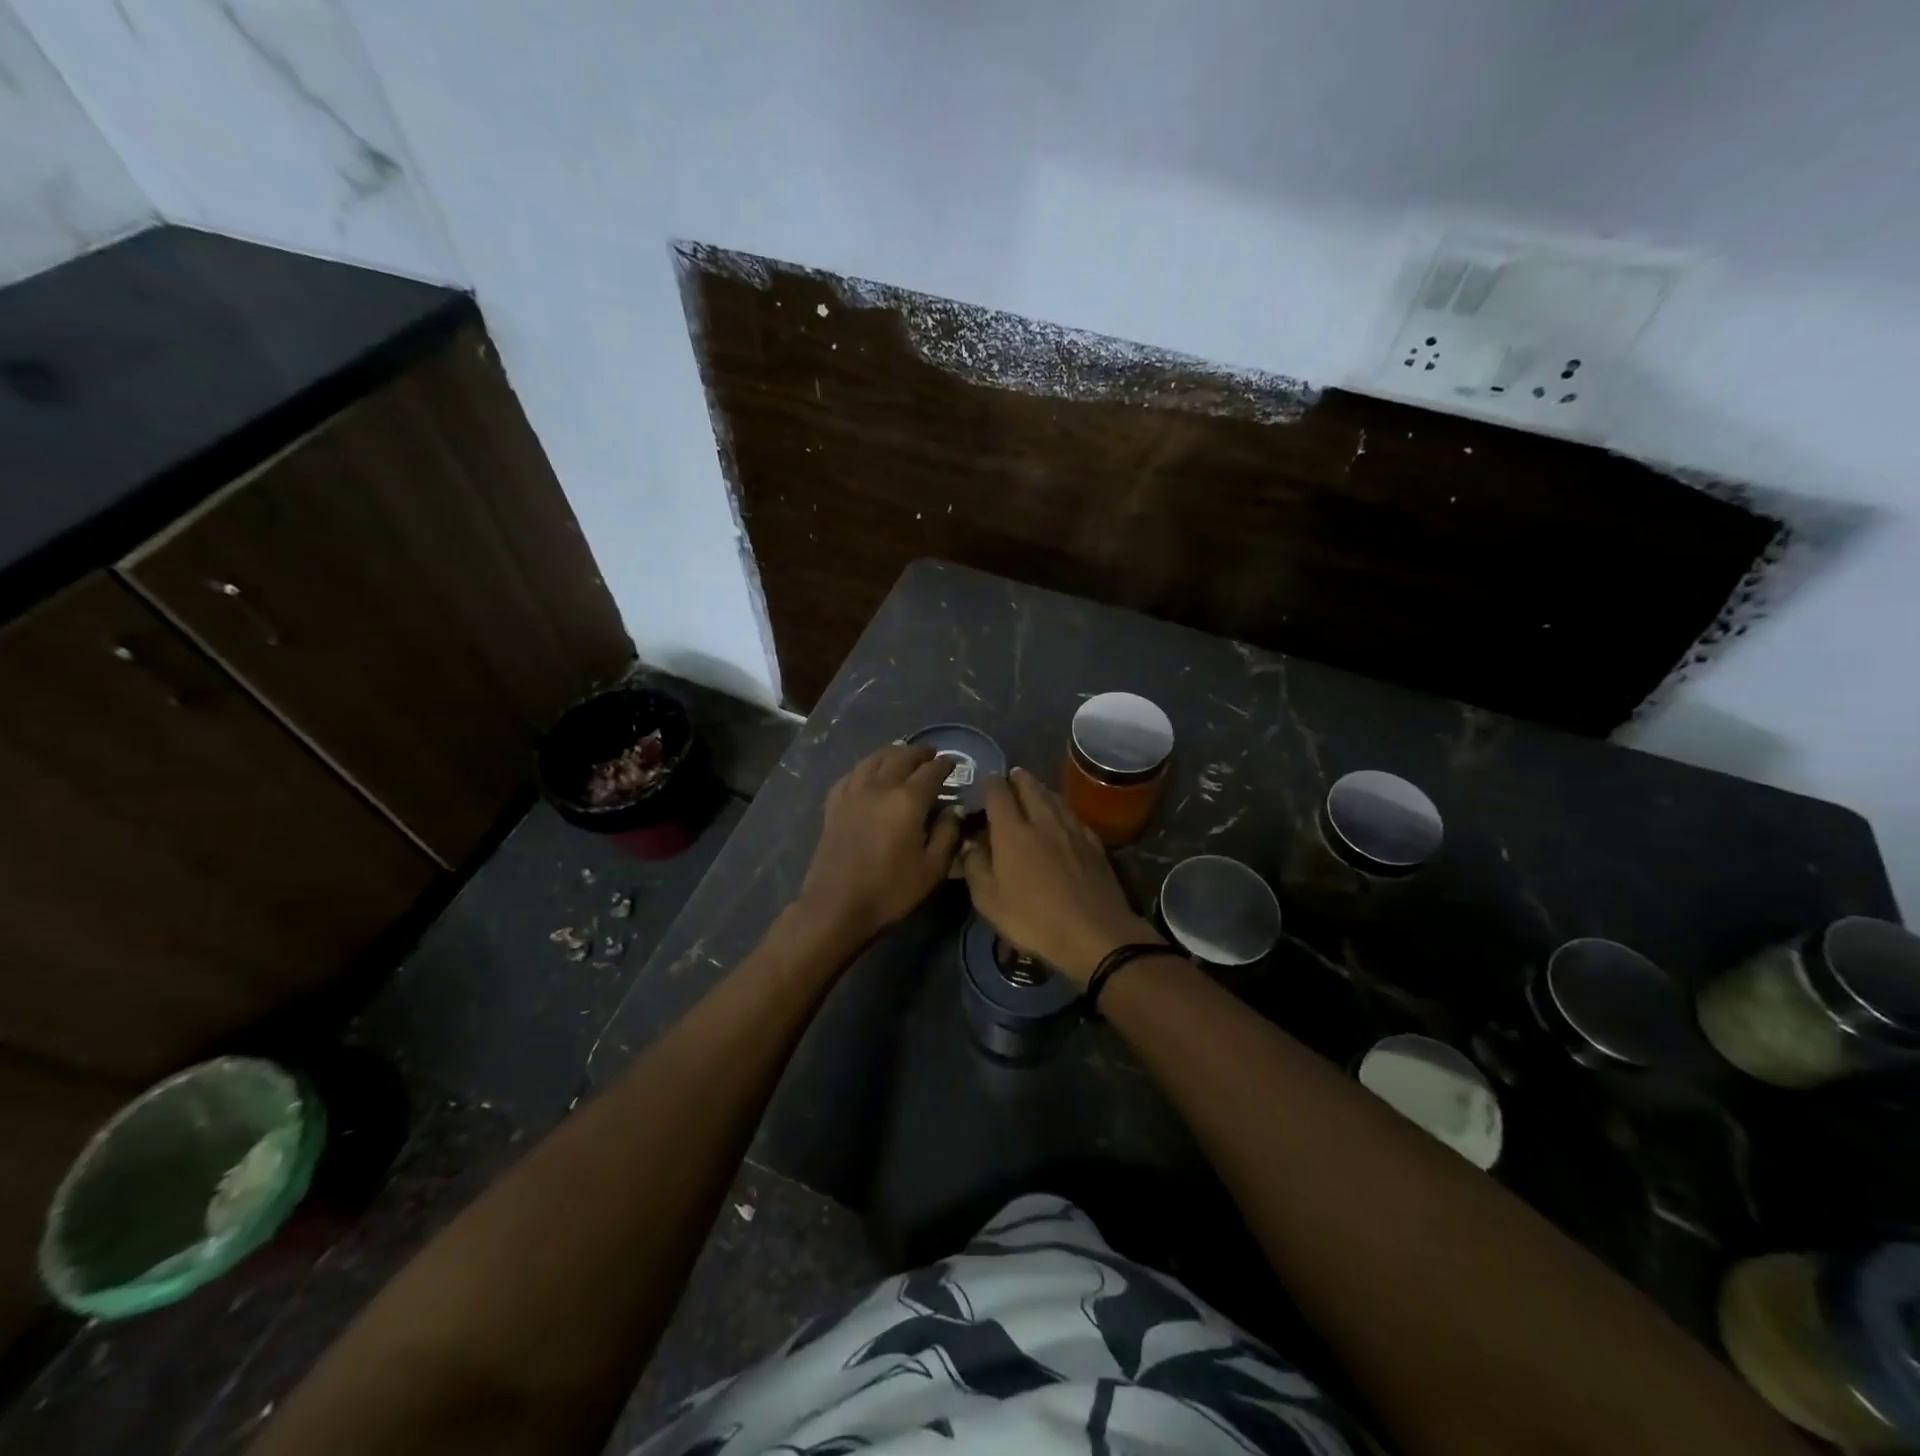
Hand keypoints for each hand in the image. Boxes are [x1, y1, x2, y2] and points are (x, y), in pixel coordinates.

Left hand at [796, 745, 963, 943]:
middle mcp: (880, 787)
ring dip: (891, 753)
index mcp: (908, 800)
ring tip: (901, 755)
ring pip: (873, 760)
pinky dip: (864, 768)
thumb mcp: (932, 868)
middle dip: (919, 753)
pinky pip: (850, 776)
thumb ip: (948, 834)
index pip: (931, 771)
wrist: (837, 906)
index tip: (954, 761)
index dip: (945, 764)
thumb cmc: (891, 890)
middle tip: (930, 754)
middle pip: (901, 757)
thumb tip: (954, 809)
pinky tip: (867, 773)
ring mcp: (853, 794)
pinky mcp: (834, 806)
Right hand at [960, 768, 1163, 986]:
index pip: (998, 792)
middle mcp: (1043, 820)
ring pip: (1054, 796)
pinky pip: (1072, 814)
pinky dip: (1061, 808)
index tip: (983, 785)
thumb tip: (971, 842)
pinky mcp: (1094, 843)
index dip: (988, 784)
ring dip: (1040, 789)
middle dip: (1017, 778)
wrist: (1095, 934)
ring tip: (1033, 789)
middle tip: (1010, 778)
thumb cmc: (1033, 920)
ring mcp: (1072, 829)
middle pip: (1030, 786)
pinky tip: (1061, 816)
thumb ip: (975, 866)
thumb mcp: (989, 901)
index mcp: (1012, 831)